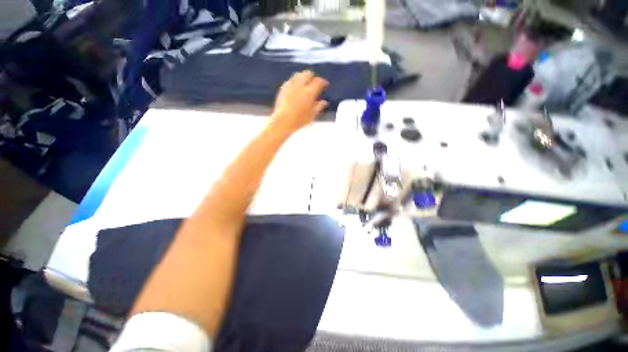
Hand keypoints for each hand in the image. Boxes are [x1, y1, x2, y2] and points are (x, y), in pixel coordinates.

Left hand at [272, 71, 328, 132]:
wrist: (283, 121)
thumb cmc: (299, 120)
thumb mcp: (312, 115)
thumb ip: (319, 106)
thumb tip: (324, 102)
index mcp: (309, 92)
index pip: (319, 82)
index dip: (323, 82)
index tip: (325, 84)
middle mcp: (300, 85)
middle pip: (308, 74)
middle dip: (313, 76)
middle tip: (315, 82)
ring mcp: (290, 85)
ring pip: (298, 75)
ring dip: (303, 77)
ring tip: (305, 83)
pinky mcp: (283, 88)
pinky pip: (291, 80)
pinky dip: (295, 81)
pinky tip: (296, 87)